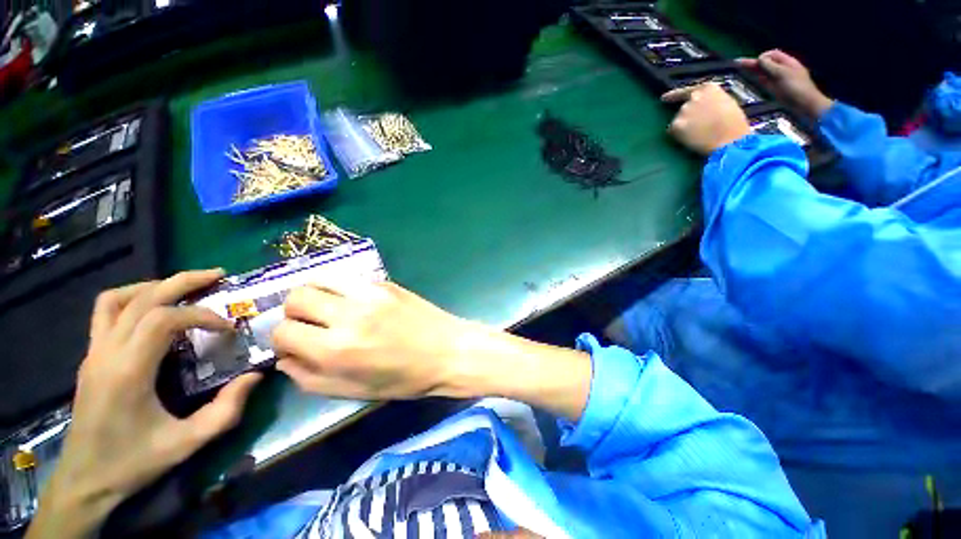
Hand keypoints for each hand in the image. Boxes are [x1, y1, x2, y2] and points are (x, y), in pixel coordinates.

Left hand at [28, 270, 260, 538]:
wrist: (85, 480)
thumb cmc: (134, 462)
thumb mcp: (187, 444)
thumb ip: (226, 410)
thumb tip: (255, 375)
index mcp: (127, 371)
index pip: (163, 319)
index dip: (203, 315)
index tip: (228, 329)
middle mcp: (106, 352)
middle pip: (142, 298)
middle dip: (183, 281)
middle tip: (218, 275)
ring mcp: (94, 352)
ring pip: (117, 298)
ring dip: (154, 286)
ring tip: (184, 289)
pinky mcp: (91, 356)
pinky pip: (106, 312)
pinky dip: (132, 299)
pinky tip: (152, 310)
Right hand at [272, 281, 591, 421]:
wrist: (449, 350)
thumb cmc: (406, 379)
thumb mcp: (354, 391)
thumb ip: (311, 377)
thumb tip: (285, 358)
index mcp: (338, 348)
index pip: (283, 332)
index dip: (283, 340)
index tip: (296, 345)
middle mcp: (349, 314)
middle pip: (296, 297)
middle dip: (294, 313)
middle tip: (311, 325)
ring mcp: (370, 293)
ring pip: (319, 280)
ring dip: (315, 295)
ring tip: (329, 310)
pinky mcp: (386, 283)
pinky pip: (348, 279)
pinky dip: (341, 289)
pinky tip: (355, 303)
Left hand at [662, 83, 751, 154]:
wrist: (729, 139)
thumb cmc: (734, 124)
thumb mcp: (726, 103)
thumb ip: (711, 101)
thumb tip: (704, 106)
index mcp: (709, 88)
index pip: (688, 90)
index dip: (675, 95)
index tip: (664, 98)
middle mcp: (693, 97)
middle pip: (684, 107)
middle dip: (688, 116)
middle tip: (696, 127)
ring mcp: (683, 111)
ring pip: (678, 120)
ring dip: (683, 126)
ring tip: (697, 135)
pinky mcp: (676, 125)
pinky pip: (672, 132)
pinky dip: (678, 136)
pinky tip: (690, 140)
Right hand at [736, 49, 833, 117]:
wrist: (804, 104)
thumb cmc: (795, 87)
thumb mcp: (782, 73)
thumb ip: (770, 65)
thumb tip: (760, 58)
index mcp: (787, 62)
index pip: (772, 54)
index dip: (762, 56)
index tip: (755, 62)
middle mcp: (783, 69)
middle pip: (766, 63)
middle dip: (754, 63)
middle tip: (738, 62)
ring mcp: (779, 80)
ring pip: (764, 72)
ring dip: (754, 70)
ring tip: (741, 69)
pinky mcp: (776, 89)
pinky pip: (765, 81)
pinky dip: (758, 78)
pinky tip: (752, 78)